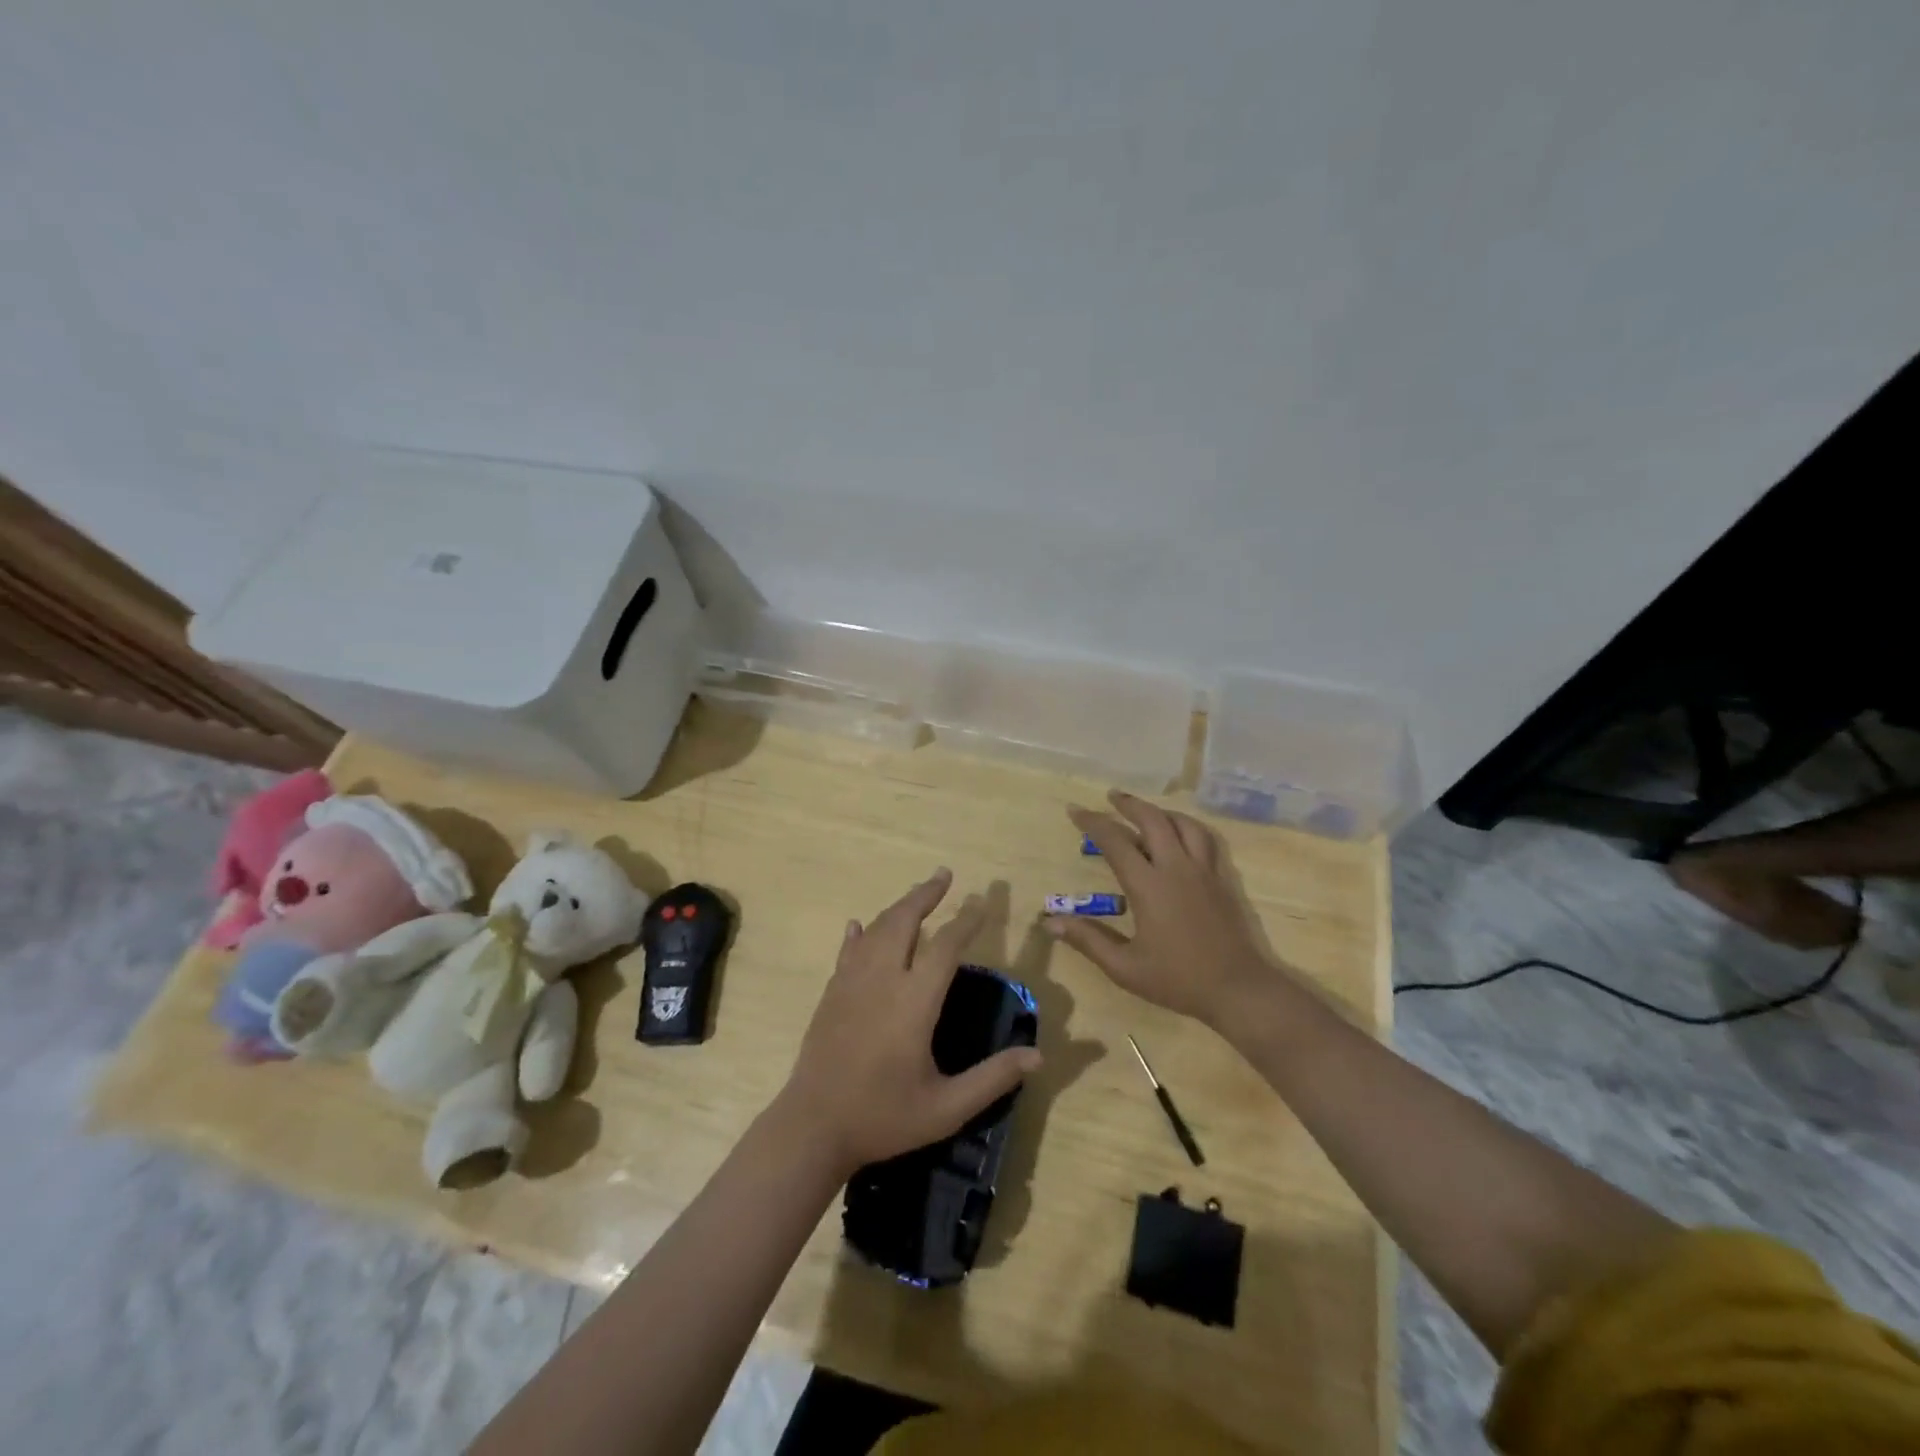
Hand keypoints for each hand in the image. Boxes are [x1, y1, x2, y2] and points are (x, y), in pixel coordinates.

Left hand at [776, 869, 1042, 1177]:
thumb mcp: (946, 1107)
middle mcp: (882, 979)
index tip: (981, 903)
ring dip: (898, 907)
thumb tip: (1038, 1056)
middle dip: (925, 895)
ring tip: (916, 895)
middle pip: (904, 921)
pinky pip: (848, 951)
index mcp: (914, 1001)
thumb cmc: (883, 1117)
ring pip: (876, 929)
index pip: (946, 947)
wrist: (813, 1127)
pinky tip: (858, 926)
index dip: (966, 921)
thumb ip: (992, 1079)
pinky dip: (859, 934)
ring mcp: (851, 983)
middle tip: (944, 875)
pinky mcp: (831, 993)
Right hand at [1050, 791, 1284, 1027]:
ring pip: (1183, 824)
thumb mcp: (1125, 968)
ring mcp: (1203, 871)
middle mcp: (1176, 868)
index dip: (1093, 823)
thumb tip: (1050, 921)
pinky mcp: (1222, 879)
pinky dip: (1187, 827)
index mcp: (1149, 886)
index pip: (1115, 841)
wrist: (1238, 990)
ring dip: (1160, 812)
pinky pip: (1205, 839)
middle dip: (1129, 804)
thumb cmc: (1178, 980)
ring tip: (1145, 812)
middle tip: (1111, 797)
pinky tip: (1181, 834)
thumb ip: (1088, 940)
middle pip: (1152, 820)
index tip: (1074, 810)